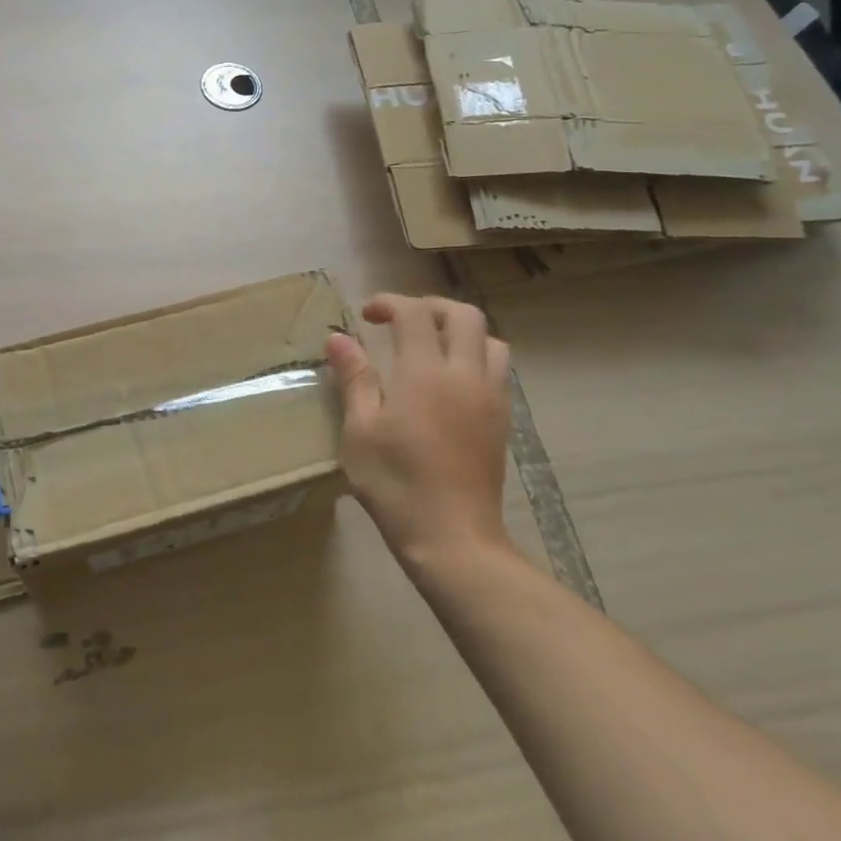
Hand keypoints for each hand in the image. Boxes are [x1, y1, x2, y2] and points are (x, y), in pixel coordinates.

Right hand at [326, 294, 513, 572]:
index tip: (367, 314)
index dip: (390, 303)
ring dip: (459, 330)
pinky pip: (497, 368)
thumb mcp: (361, 430)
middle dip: (429, 307)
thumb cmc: (395, 483)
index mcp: (426, 373)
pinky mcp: (502, 420)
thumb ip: (354, 378)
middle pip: (463, 315)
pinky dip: (475, 355)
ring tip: (430, 345)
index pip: (415, 314)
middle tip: (399, 321)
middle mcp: (465, 374)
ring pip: (489, 339)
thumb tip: (338, 338)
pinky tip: (450, 380)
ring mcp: (490, 397)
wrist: (452, 537)